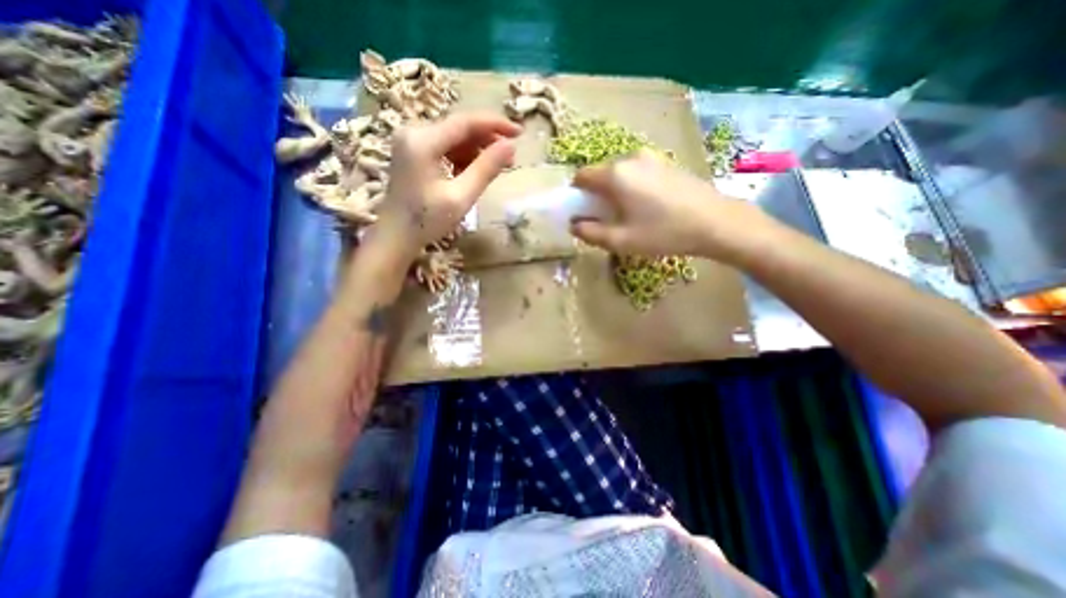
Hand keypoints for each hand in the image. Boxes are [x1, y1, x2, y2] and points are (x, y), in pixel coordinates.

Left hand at [364, 115, 522, 257]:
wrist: (395, 235)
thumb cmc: (427, 221)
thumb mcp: (461, 197)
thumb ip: (486, 169)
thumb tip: (510, 147)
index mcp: (423, 141)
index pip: (465, 122)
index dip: (495, 124)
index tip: (519, 133)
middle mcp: (414, 132)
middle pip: (459, 128)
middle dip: (487, 140)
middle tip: (510, 158)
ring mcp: (411, 141)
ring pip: (453, 137)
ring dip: (476, 150)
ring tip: (495, 168)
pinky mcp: (412, 151)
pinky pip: (444, 147)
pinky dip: (462, 157)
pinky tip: (472, 173)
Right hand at [572, 150, 769, 261]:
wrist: (715, 222)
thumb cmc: (663, 232)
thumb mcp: (621, 240)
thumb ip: (590, 232)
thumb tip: (574, 225)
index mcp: (616, 175)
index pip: (581, 176)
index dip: (576, 195)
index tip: (584, 213)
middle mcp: (631, 158)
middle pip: (601, 174)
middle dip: (596, 195)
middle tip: (607, 219)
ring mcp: (651, 158)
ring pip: (619, 173)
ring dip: (615, 191)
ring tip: (629, 214)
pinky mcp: (666, 163)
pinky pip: (637, 172)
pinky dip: (632, 187)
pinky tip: (647, 206)